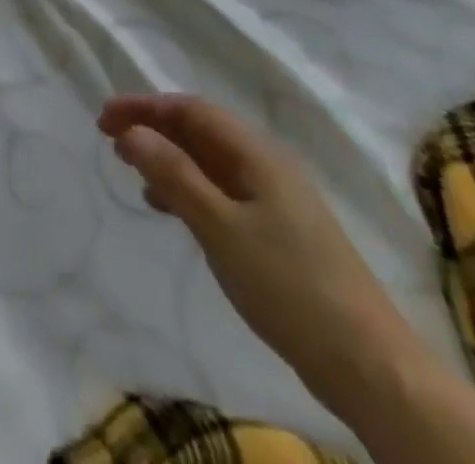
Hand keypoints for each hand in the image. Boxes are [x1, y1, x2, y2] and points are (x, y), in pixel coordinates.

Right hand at [99, 94, 416, 409]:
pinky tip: (168, 208)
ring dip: (169, 158)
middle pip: (201, 131)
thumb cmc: (289, 286)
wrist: (370, 367)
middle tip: (109, 140)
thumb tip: (132, 132)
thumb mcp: (220, 227)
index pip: (191, 109)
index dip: (145, 107)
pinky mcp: (278, 232)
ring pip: (210, 162)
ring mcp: (276, 199)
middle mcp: (267, 165)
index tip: (104, 118)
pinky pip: (222, 191)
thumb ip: (174, 174)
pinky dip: (189, 189)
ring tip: (132, 171)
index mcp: (258, 154)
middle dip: (153, 129)